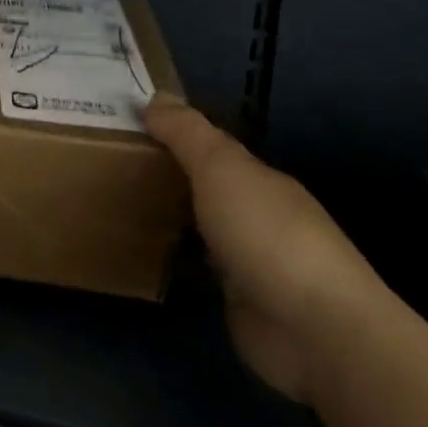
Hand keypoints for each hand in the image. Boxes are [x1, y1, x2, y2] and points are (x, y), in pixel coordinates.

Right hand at [143, 93, 389, 402]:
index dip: (175, 137)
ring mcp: (253, 263)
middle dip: (170, 177)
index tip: (130, 128)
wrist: (314, 330)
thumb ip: (188, 133)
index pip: (214, 150)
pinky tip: (146, 256)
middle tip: (113, 166)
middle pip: (209, 188)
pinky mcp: (242, 304)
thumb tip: (156, 96)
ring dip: (173, 219)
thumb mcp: (221, 169)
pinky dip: (178, 260)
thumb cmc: (266, 234)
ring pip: (204, 228)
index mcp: (261, 181)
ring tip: (120, 207)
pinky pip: (200, 270)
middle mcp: (260, 217)